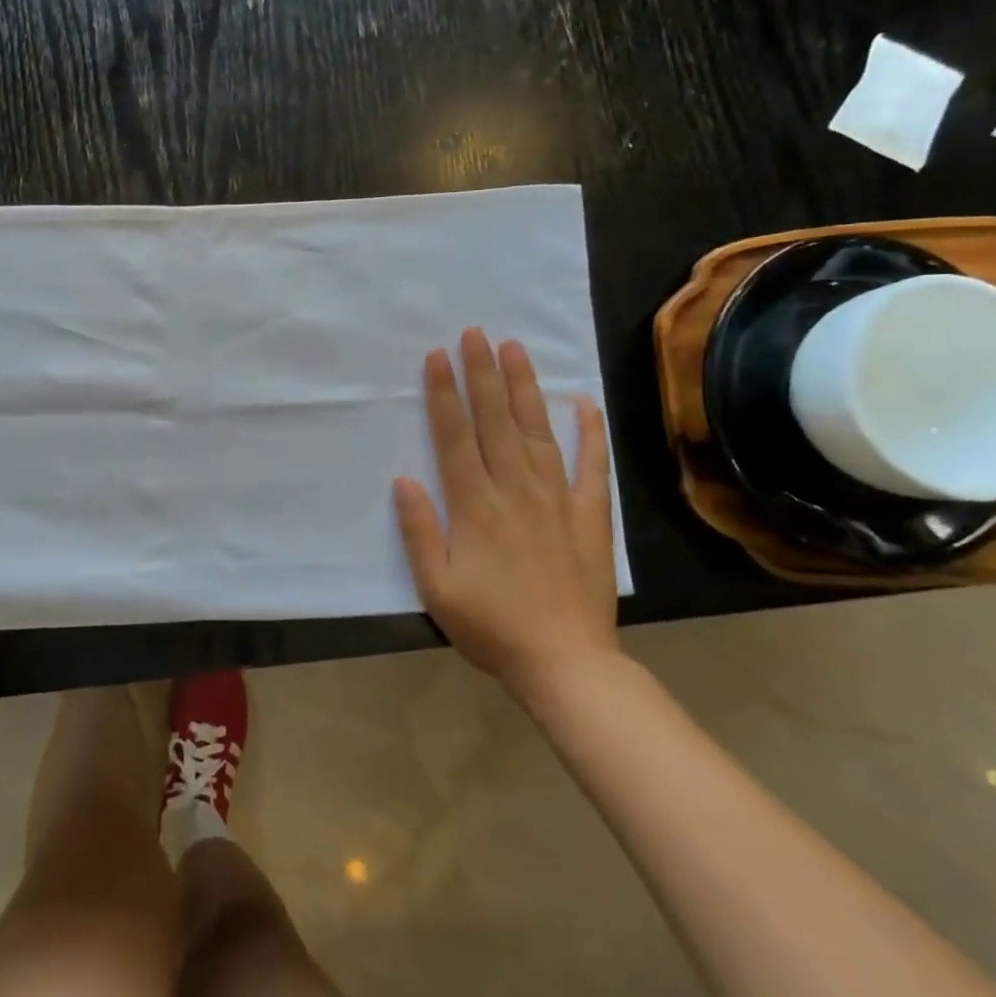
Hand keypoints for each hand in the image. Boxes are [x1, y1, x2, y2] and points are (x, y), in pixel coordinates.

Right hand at [393, 328, 617, 706]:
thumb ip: (419, 531)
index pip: (456, 437)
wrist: (566, 663)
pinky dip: (589, 433)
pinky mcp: (589, 516)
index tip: (437, 357)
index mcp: (476, 506)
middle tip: (475, 333)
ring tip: (516, 349)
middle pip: (496, 422)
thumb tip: (404, 479)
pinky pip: (591, 466)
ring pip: (538, 432)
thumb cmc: (491, 625)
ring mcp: (557, 499)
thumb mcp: (436, 587)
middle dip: (483, 374)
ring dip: (525, 388)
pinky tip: (583, 403)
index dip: (445, 395)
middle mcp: (516, 490)